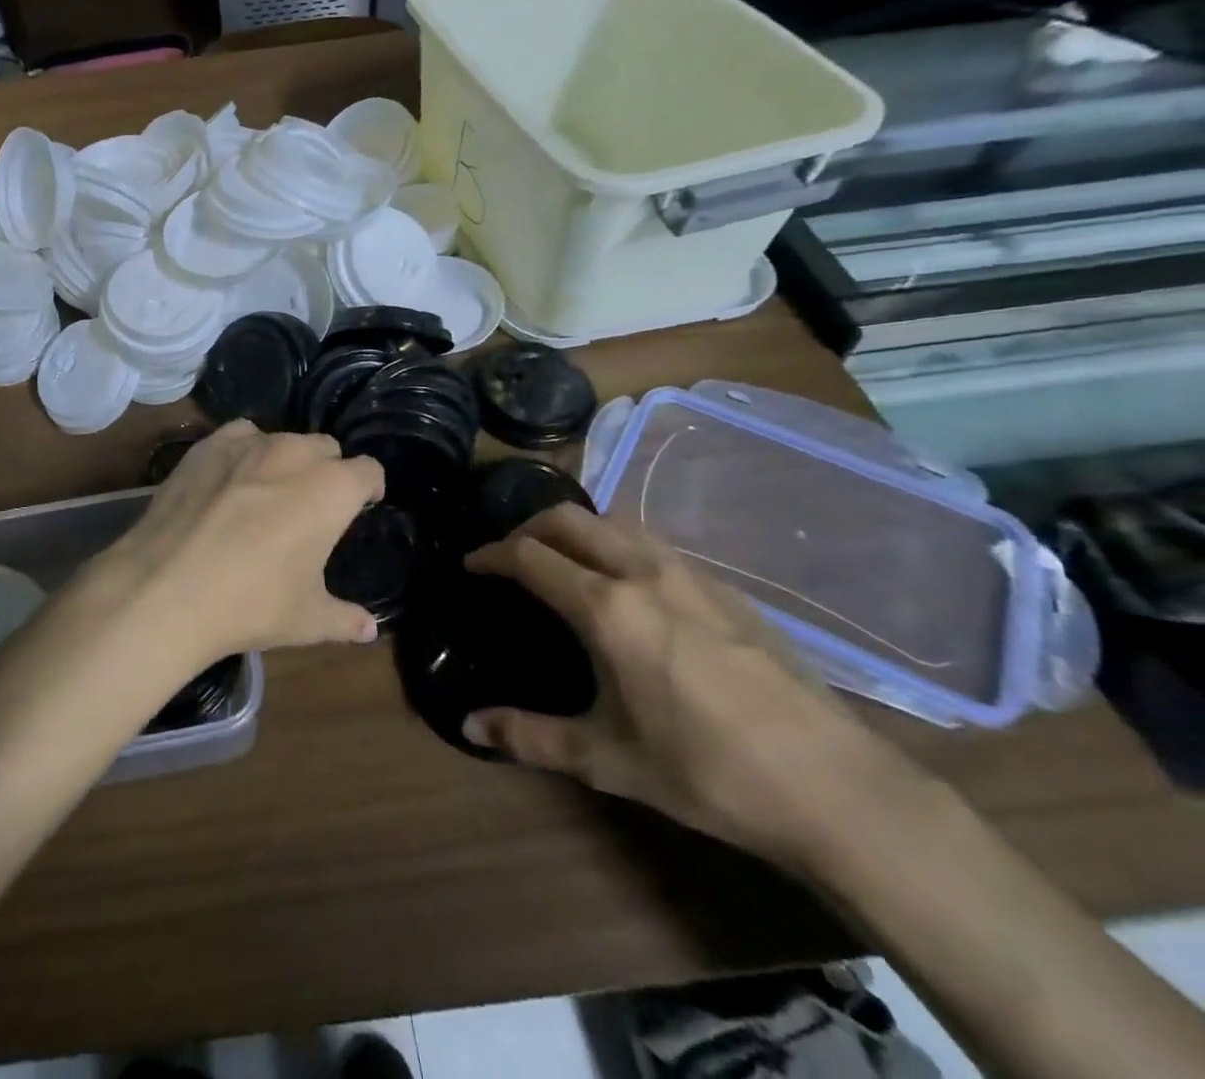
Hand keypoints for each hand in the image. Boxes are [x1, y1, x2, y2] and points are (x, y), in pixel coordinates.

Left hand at [85, 421, 384, 666]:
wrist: (166, 589)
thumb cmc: (251, 603)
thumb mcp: (307, 619)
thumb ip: (345, 619)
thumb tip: (369, 629)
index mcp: (332, 489)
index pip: (369, 470)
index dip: (370, 487)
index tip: (363, 504)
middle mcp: (295, 453)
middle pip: (326, 448)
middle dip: (328, 470)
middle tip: (313, 505)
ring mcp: (248, 444)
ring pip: (282, 439)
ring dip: (286, 460)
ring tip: (269, 491)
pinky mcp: (207, 446)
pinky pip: (239, 436)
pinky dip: (244, 451)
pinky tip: (230, 479)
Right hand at [462, 505, 885, 872]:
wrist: (835, 786)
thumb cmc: (706, 772)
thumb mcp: (607, 760)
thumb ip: (530, 736)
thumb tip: (469, 726)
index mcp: (606, 607)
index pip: (530, 556)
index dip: (491, 555)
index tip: (472, 565)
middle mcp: (643, 572)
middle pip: (569, 519)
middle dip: (528, 528)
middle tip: (510, 556)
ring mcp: (690, 574)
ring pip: (615, 522)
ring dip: (577, 530)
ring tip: (564, 562)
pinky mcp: (727, 588)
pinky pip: (654, 544)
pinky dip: (619, 545)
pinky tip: (630, 588)